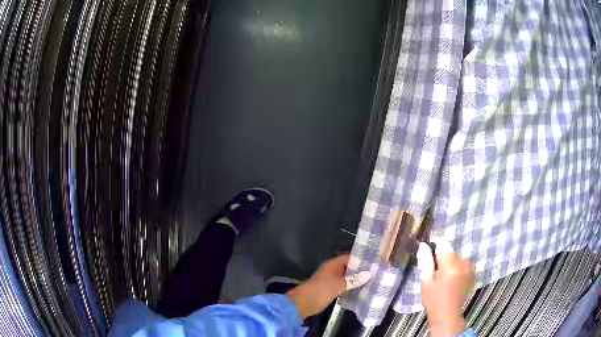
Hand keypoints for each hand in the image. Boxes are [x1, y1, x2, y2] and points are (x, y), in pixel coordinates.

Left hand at [286, 254, 371, 318]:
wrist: (306, 302)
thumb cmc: (322, 289)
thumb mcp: (340, 284)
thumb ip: (354, 279)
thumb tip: (369, 274)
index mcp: (333, 264)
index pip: (350, 257)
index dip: (361, 259)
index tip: (373, 261)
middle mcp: (332, 269)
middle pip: (349, 267)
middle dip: (360, 270)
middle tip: (375, 272)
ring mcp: (331, 279)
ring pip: (346, 277)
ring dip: (356, 279)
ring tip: (372, 280)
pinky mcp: (331, 288)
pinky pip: (344, 285)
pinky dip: (351, 286)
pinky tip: (361, 289)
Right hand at [417, 240, 473, 336]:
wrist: (447, 314)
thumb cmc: (433, 300)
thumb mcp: (425, 282)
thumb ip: (425, 262)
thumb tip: (423, 245)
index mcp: (450, 265)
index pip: (442, 245)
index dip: (434, 249)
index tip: (429, 258)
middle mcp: (463, 263)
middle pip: (450, 252)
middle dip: (442, 259)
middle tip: (435, 274)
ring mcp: (469, 268)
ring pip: (456, 258)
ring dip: (450, 263)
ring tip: (444, 278)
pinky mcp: (472, 273)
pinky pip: (463, 263)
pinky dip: (457, 268)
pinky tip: (452, 280)